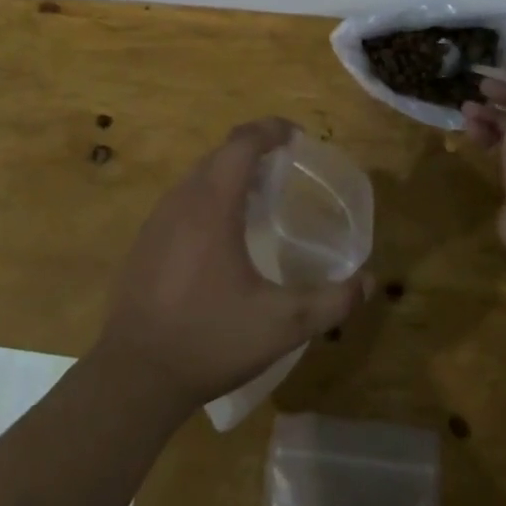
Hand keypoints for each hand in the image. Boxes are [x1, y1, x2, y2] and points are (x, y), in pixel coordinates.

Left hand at [95, 118, 366, 416]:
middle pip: (220, 154)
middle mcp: (181, 201)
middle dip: (254, 149)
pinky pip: (182, 200)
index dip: (270, 130)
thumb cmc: (210, 340)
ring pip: (198, 177)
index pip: (241, 143)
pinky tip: (224, 233)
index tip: (296, 136)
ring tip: (260, 195)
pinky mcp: (145, 242)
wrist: (135, 375)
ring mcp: (157, 221)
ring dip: (230, 173)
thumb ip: (331, 302)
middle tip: (286, 167)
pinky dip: (209, 196)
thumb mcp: (282, 325)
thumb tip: (369, 282)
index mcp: (212, 206)